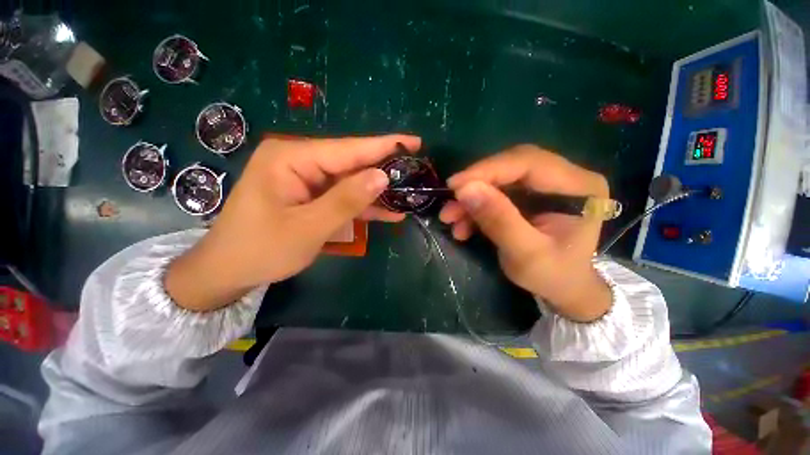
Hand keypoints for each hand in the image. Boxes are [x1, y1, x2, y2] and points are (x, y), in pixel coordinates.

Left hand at [166, 135, 420, 310]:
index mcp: (292, 158)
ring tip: (409, 193)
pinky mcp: (311, 196)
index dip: (384, 146)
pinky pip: (343, 196)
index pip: (348, 149)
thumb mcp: (308, 227)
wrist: (229, 271)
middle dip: (384, 169)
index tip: (415, 142)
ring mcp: (306, 179)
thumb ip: (346, 200)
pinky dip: (364, 205)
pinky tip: (389, 212)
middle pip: (351, 163)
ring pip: (351, 182)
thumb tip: (382, 176)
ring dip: (378, 191)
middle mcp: (299, 161)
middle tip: (417, 170)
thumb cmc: (261, 249)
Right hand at [440, 145, 611, 321]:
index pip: (529, 163)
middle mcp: (566, 177)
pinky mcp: (530, 194)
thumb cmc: (553, 276)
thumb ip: (498, 220)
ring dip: (472, 198)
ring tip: (450, 218)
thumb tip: (465, 190)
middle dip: (476, 183)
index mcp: (580, 187)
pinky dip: (476, 207)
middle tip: (450, 201)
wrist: (563, 288)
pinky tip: (462, 225)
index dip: (488, 170)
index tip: (454, 185)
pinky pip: (496, 192)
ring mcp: (546, 184)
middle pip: (511, 166)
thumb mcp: (525, 254)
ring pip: (500, 178)